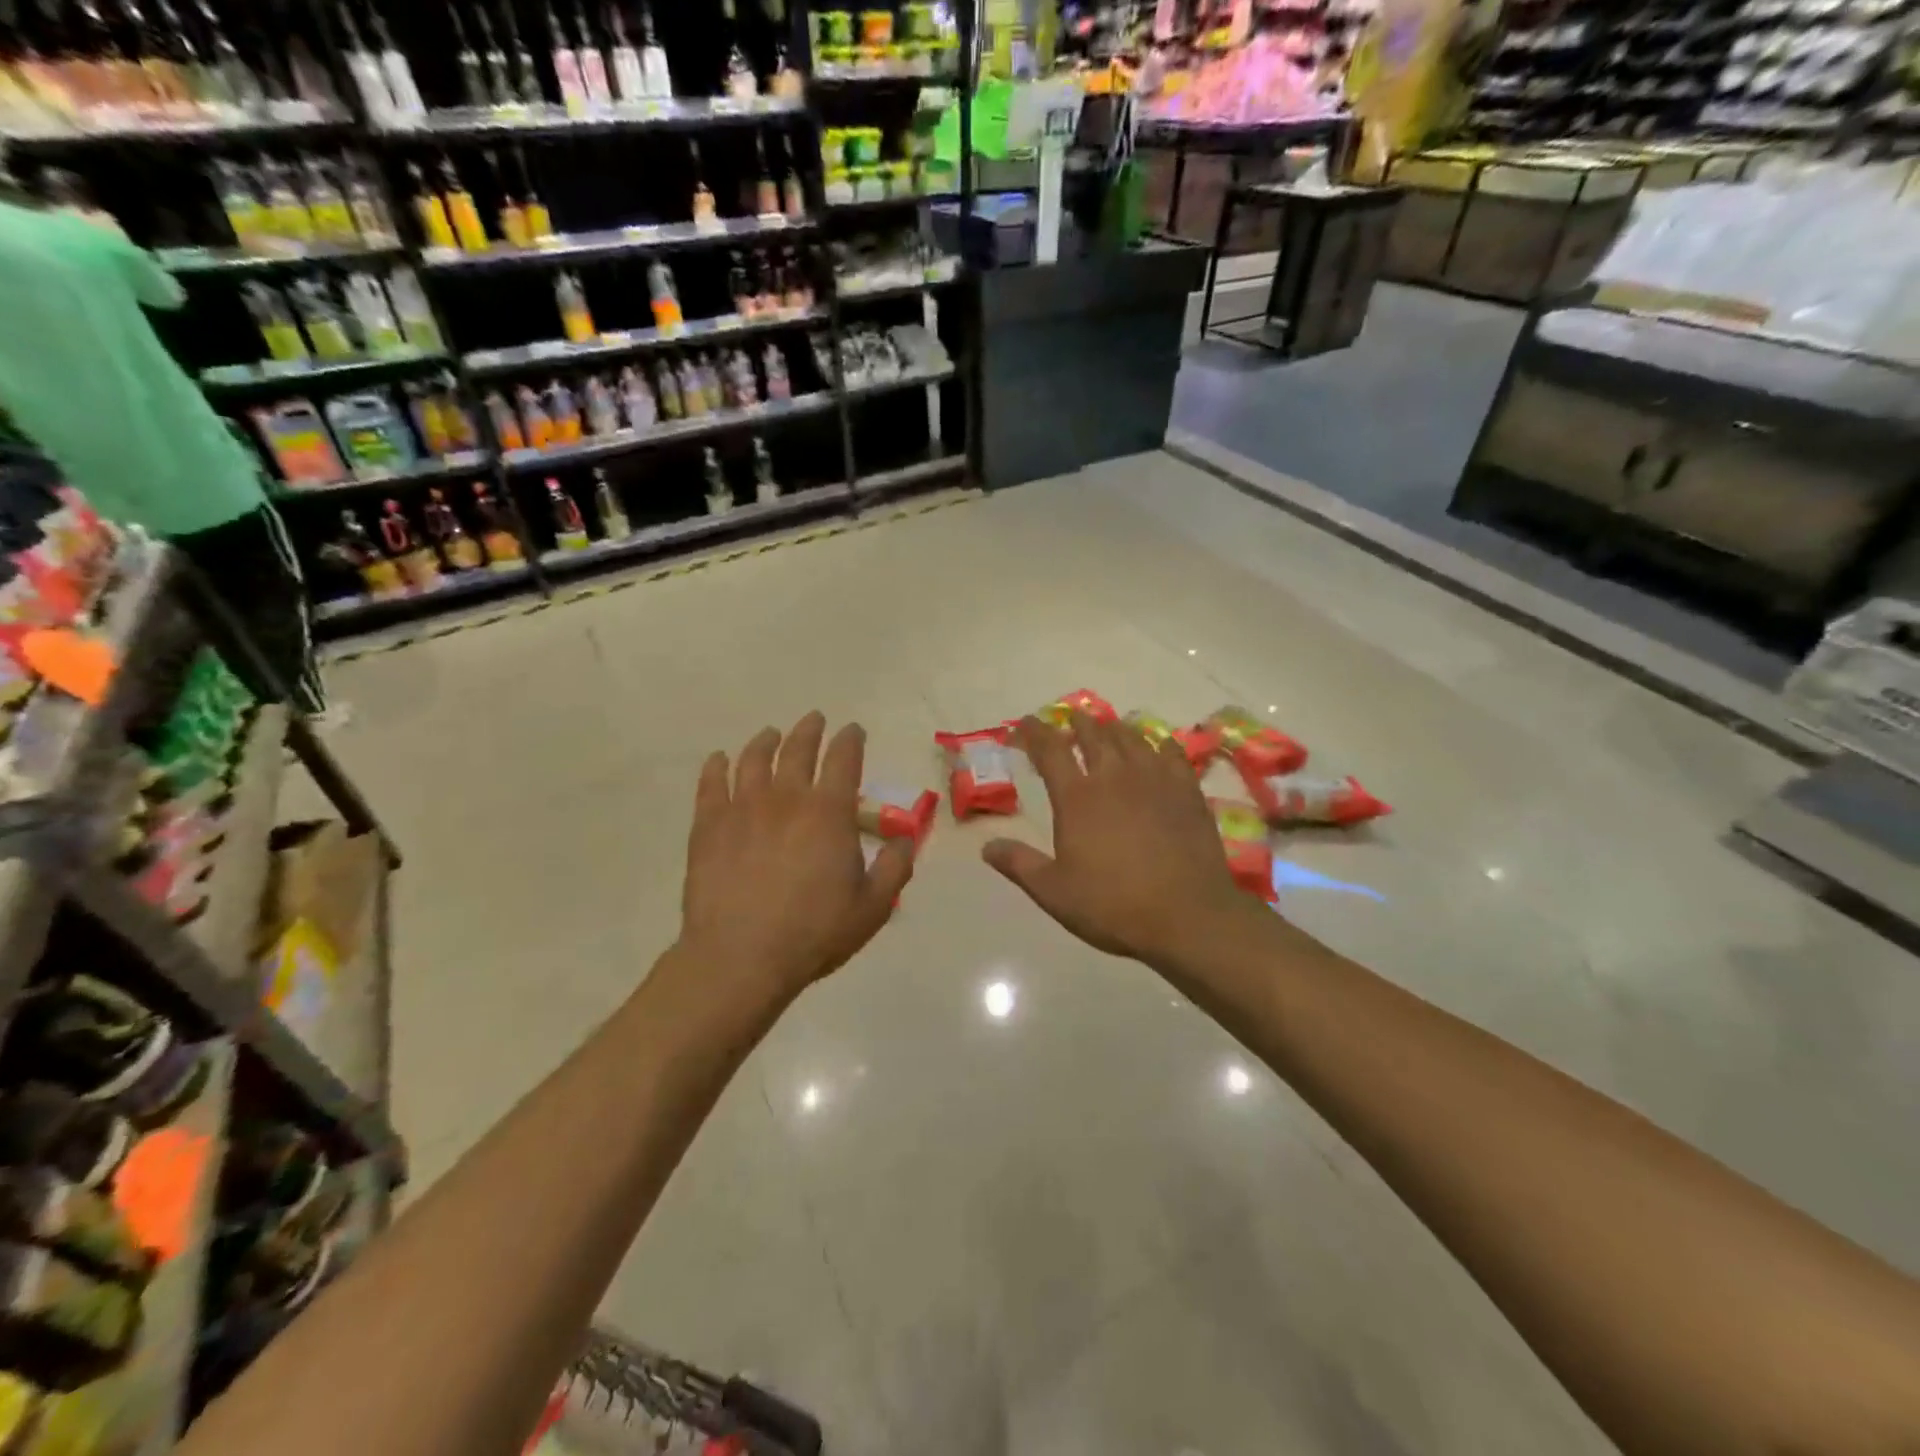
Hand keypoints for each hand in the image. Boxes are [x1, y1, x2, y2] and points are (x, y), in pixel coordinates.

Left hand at [678, 712, 913, 1005]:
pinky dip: (717, 767)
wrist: (740, 957)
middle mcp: (787, 798)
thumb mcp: (872, 907)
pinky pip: (711, 784)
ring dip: (765, 741)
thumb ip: (894, 868)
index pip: (844, 759)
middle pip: (798, 749)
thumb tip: (906, 838)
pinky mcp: (708, 826)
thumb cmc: (813, 933)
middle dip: (810, 730)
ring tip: (771, 734)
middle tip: (815, 719)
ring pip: (754, 759)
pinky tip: (719, 760)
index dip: (850, 740)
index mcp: (830, 812)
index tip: (854, 730)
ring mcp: (743, 808)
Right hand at [983, 712, 1266, 970]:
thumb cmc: (1113, 906)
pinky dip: (1158, 744)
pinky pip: (1172, 753)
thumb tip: (987, 847)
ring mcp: (1156, 779)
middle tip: (1069, 720)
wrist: (1188, 917)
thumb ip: (1019, 864)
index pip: (1050, 749)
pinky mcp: (1187, 791)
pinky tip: (1158, 747)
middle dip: (1077, 723)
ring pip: (1132, 737)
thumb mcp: (1054, 892)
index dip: (1033, 731)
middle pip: (1093, 734)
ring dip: (1114, 728)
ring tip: (1108, 727)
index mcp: (1077, 797)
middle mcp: (1114, 776)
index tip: (1023, 724)